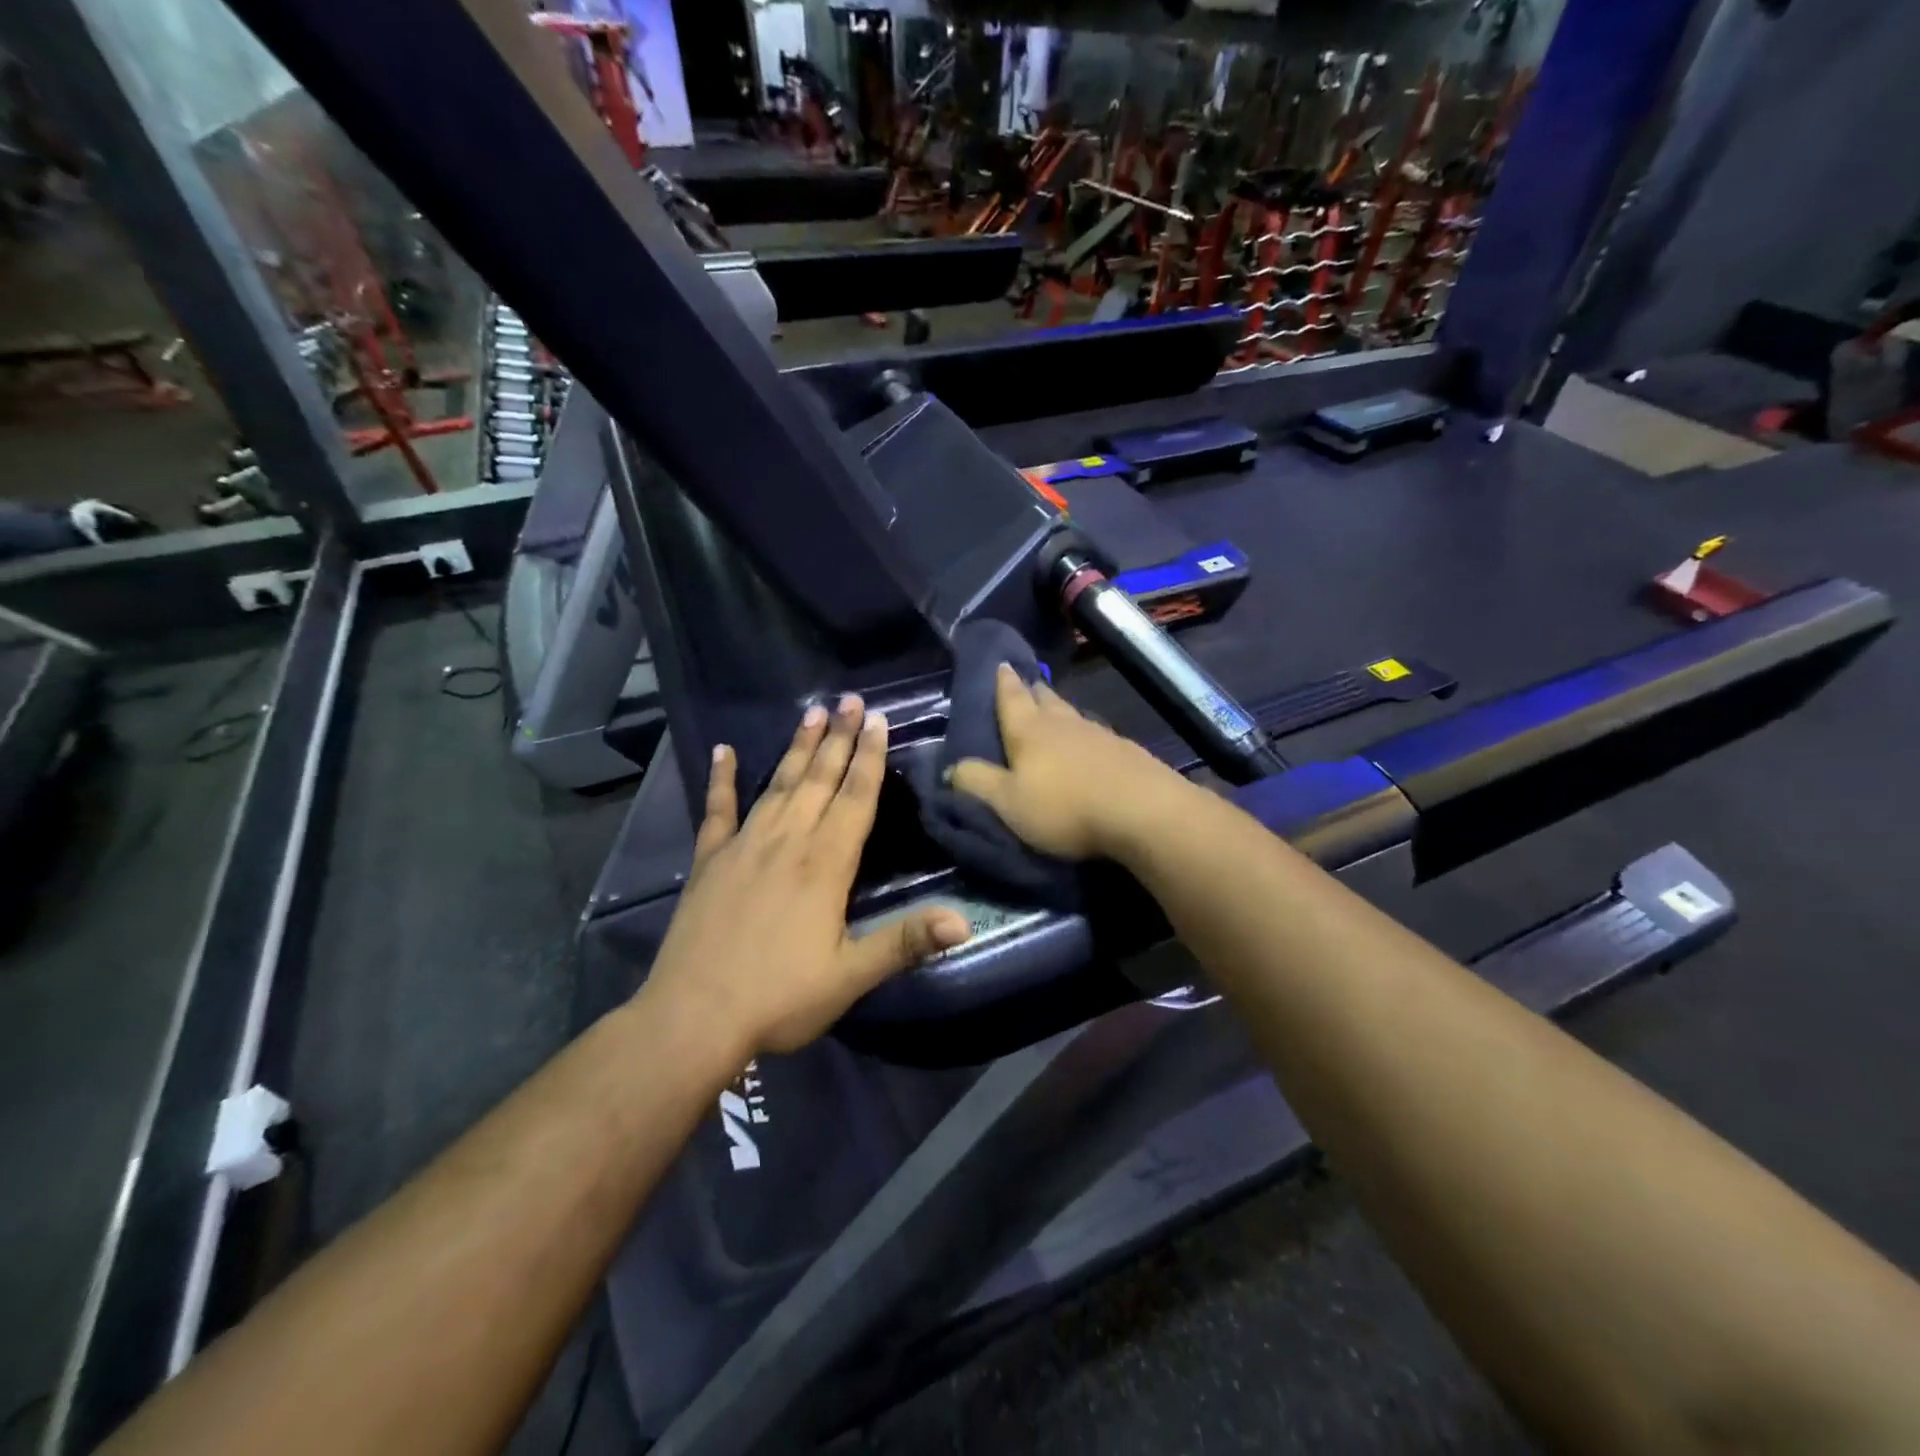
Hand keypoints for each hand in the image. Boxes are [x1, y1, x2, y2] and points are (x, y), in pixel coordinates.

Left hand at [644, 695, 973, 1059]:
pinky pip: (717, 810)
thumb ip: (905, 942)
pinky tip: (722, 751)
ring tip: (813, 713)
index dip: (870, 758)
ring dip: (798, 747)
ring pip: (778, 784)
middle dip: (840, 738)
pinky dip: (719, 779)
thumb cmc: (780, 997)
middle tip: (852, 699)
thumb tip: (964, 921)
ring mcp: (744, 846)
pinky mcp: (709, 861)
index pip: (856, 798)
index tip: (878, 720)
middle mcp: (787, 841)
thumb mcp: (851, 976)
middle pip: (819, 778)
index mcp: (825, 864)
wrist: (694, 1017)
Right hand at [948, 664, 1193, 860]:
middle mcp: (1063, 723)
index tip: (1000, 662)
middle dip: (1031, 690)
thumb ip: (977, 783)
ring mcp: (1098, 734)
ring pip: (1071, 713)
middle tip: (1024, 683)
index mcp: (1029, 731)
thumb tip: (950, 768)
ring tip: (1051, 709)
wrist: (1142, 812)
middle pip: (1044, 699)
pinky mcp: (1124, 751)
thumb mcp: (1008, 803)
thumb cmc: (1065, 807)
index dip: (1002, 681)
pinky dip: (1083, 733)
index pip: (1011, 698)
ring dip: (1058, 709)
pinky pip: (1094, 733)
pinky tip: (1087, 742)